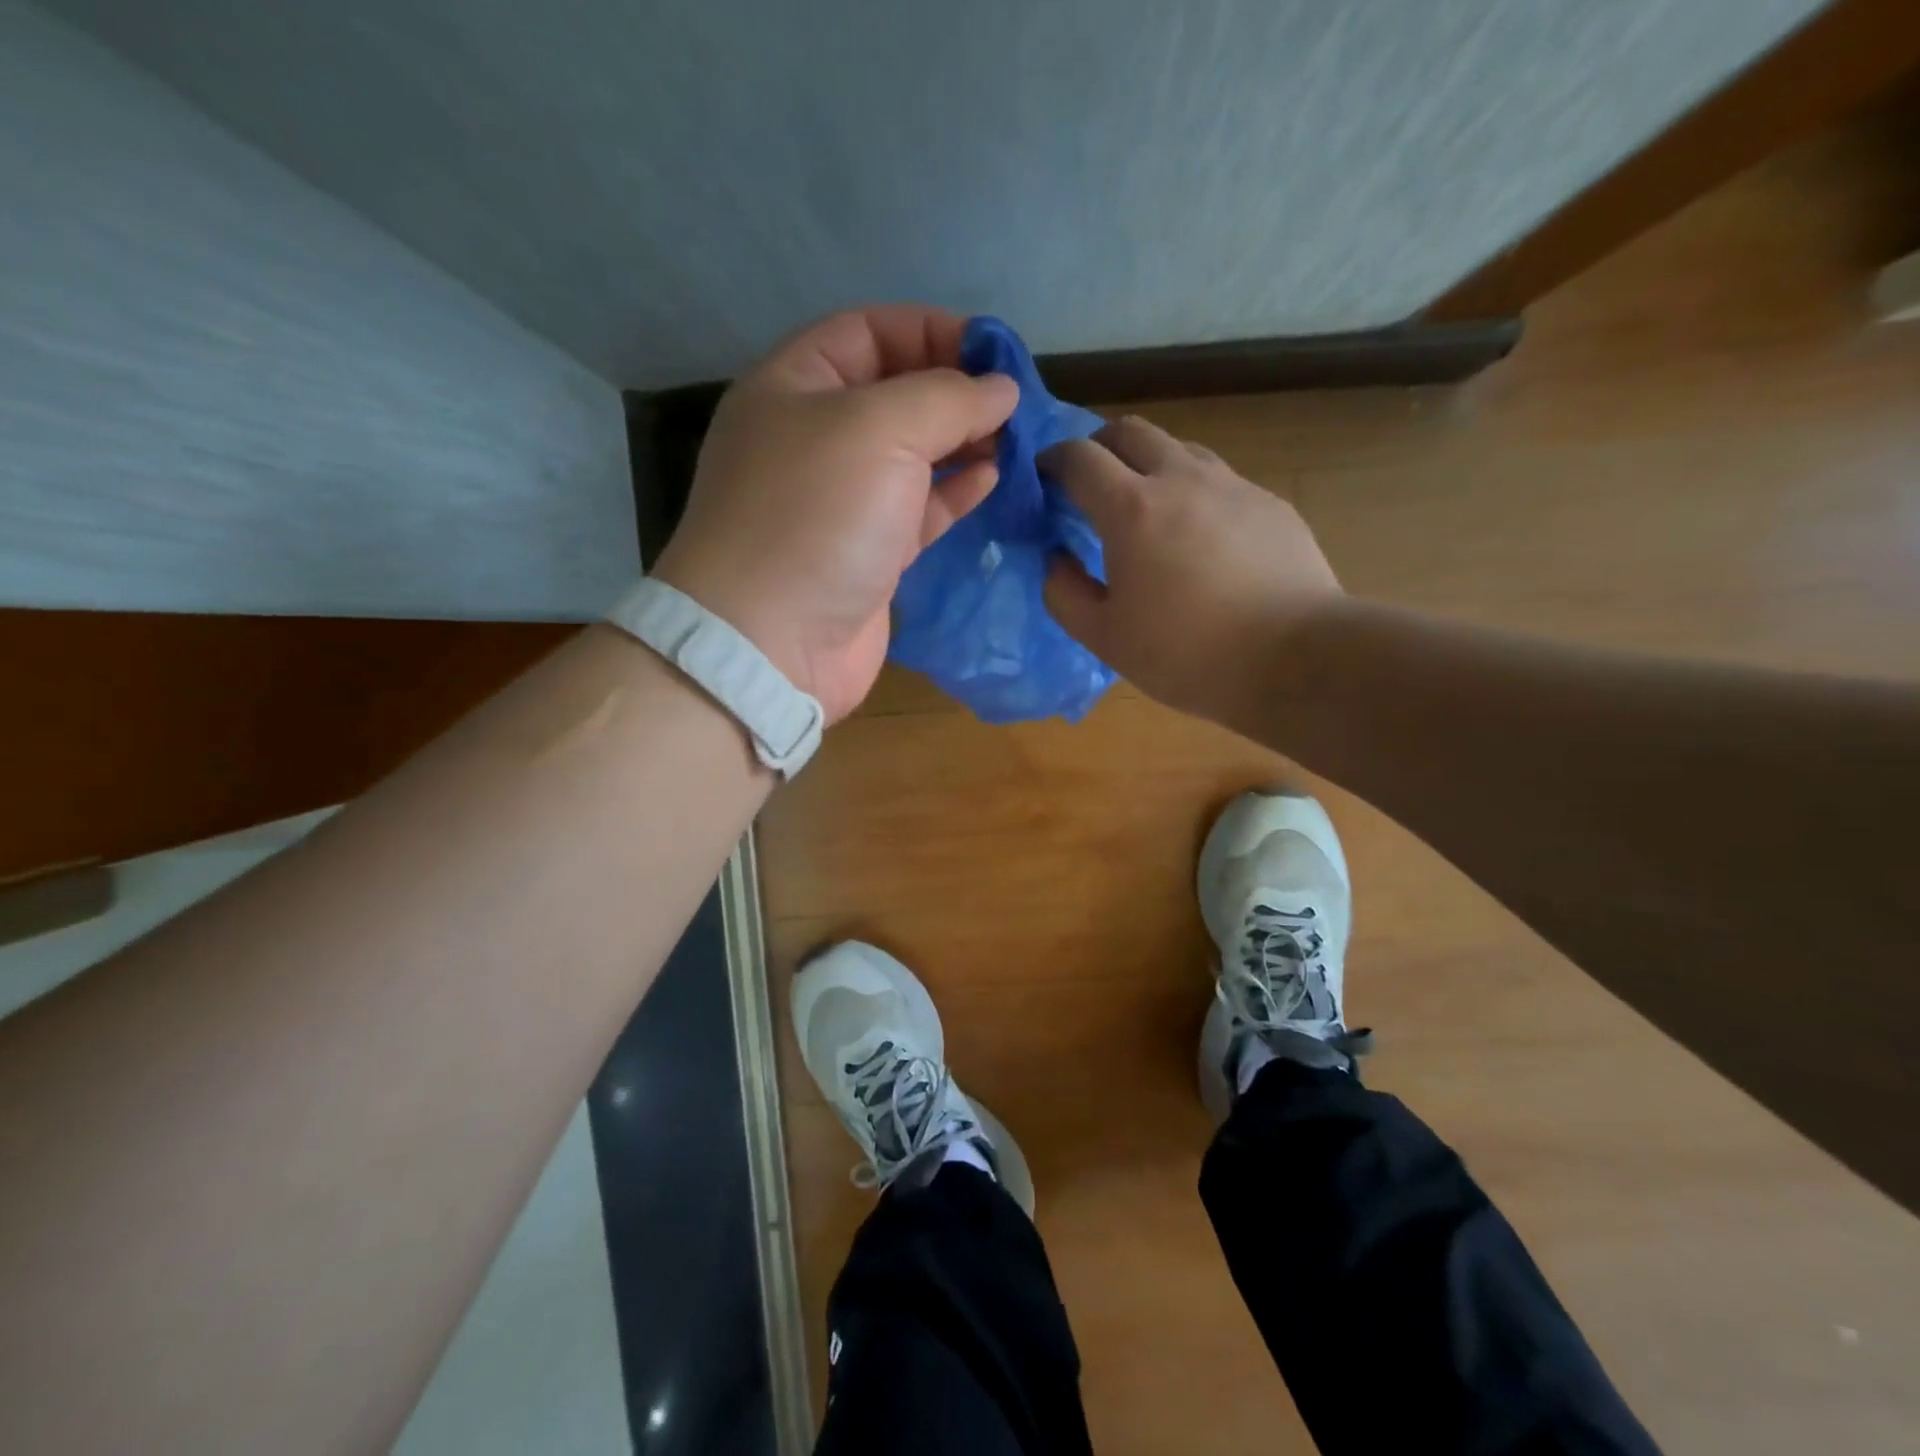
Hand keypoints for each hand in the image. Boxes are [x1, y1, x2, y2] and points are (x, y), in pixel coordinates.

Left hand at [654, 307, 1017, 723]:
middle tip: (1015, 402)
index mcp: (795, 387)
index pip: (868, 332)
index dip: (932, 331)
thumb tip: (1001, 389)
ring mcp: (841, 503)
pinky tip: (993, 480)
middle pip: (894, 394)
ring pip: (911, 456)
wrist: (770, 644)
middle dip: (955, 391)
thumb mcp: (880, 429)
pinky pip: (917, 510)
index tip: (995, 353)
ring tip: (1016, 439)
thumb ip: (947, 398)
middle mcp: (814, 439)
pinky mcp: (867, 555)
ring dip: (963, 443)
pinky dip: (954, 493)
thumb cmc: (816, 517)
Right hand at [1042, 416, 1344, 725]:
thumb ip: (1064, 593)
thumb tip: (1055, 559)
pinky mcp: (1270, 503)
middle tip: (1090, 482)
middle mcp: (1181, 479)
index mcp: (1132, 509)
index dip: (1053, 460)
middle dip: (1099, 446)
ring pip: (1179, 448)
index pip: (1079, 458)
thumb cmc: (1187, 653)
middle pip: (1130, 431)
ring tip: (1146, 508)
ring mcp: (1233, 486)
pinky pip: (1220, 480)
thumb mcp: (1104, 637)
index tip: (1043, 478)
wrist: (1295, 658)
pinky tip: (1201, 537)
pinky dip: (1194, 491)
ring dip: (1149, 464)